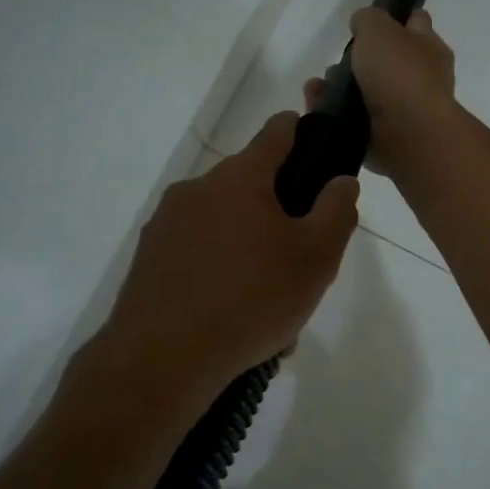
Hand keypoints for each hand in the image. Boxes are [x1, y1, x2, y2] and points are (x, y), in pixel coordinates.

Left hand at [100, 112, 359, 404]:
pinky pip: (198, 256)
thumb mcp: (316, 257)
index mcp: (240, 177)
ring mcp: (166, 223)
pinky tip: (234, 320)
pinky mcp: (148, 259)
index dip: (301, 131)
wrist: (163, 358)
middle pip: (250, 187)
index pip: (277, 132)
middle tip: (300, 263)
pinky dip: (219, 275)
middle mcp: (197, 188)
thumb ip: (336, 211)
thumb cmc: (252, 298)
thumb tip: (341, 180)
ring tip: (269, 308)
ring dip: (250, 252)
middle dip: (279, 216)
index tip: (316, 145)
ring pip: (224, 227)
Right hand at [304, 8, 457, 180]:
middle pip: (385, 62)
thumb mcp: (379, 28)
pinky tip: (317, 107)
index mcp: (428, 48)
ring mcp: (402, 111)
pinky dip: (333, 114)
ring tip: (317, 87)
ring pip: (365, 92)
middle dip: (357, 61)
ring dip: (338, 89)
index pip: (416, 24)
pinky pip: (353, 120)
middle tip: (336, 62)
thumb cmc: (399, 74)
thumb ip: (368, 19)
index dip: (395, 19)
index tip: (368, 24)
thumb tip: (362, 25)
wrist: (408, 135)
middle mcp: (420, 79)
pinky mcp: (384, 137)